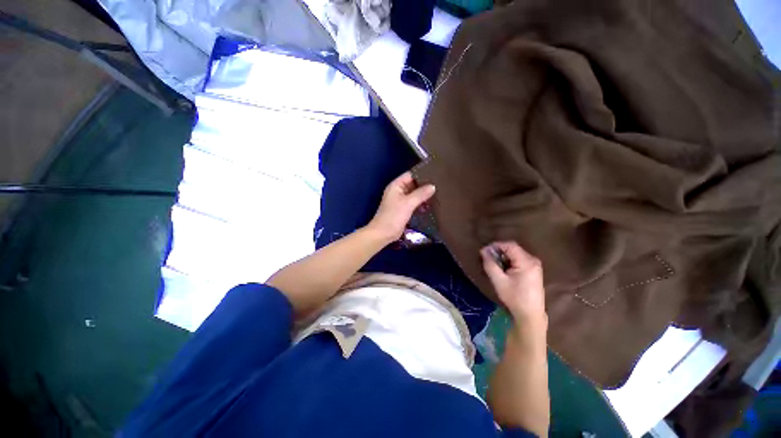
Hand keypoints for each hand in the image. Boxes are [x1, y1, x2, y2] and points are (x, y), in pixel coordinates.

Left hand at [366, 172, 434, 243]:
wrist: (383, 233)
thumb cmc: (393, 216)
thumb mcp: (408, 203)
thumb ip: (420, 194)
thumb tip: (433, 186)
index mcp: (396, 186)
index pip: (410, 175)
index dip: (422, 174)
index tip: (436, 175)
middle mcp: (398, 191)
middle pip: (413, 185)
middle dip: (424, 186)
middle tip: (440, 185)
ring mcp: (400, 201)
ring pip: (414, 195)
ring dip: (423, 196)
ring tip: (438, 194)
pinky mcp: (403, 210)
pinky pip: (414, 203)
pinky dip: (421, 204)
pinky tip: (431, 205)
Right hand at [481, 241, 546, 326]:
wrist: (530, 315)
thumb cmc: (514, 298)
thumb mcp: (499, 281)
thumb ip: (490, 264)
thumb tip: (483, 250)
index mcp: (527, 262)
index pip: (510, 245)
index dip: (496, 245)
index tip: (485, 251)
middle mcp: (533, 260)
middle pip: (513, 249)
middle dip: (499, 251)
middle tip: (488, 258)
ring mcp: (535, 265)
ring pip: (516, 254)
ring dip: (504, 256)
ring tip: (494, 264)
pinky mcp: (534, 270)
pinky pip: (519, 259)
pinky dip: (509, 261)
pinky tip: (503, 269)